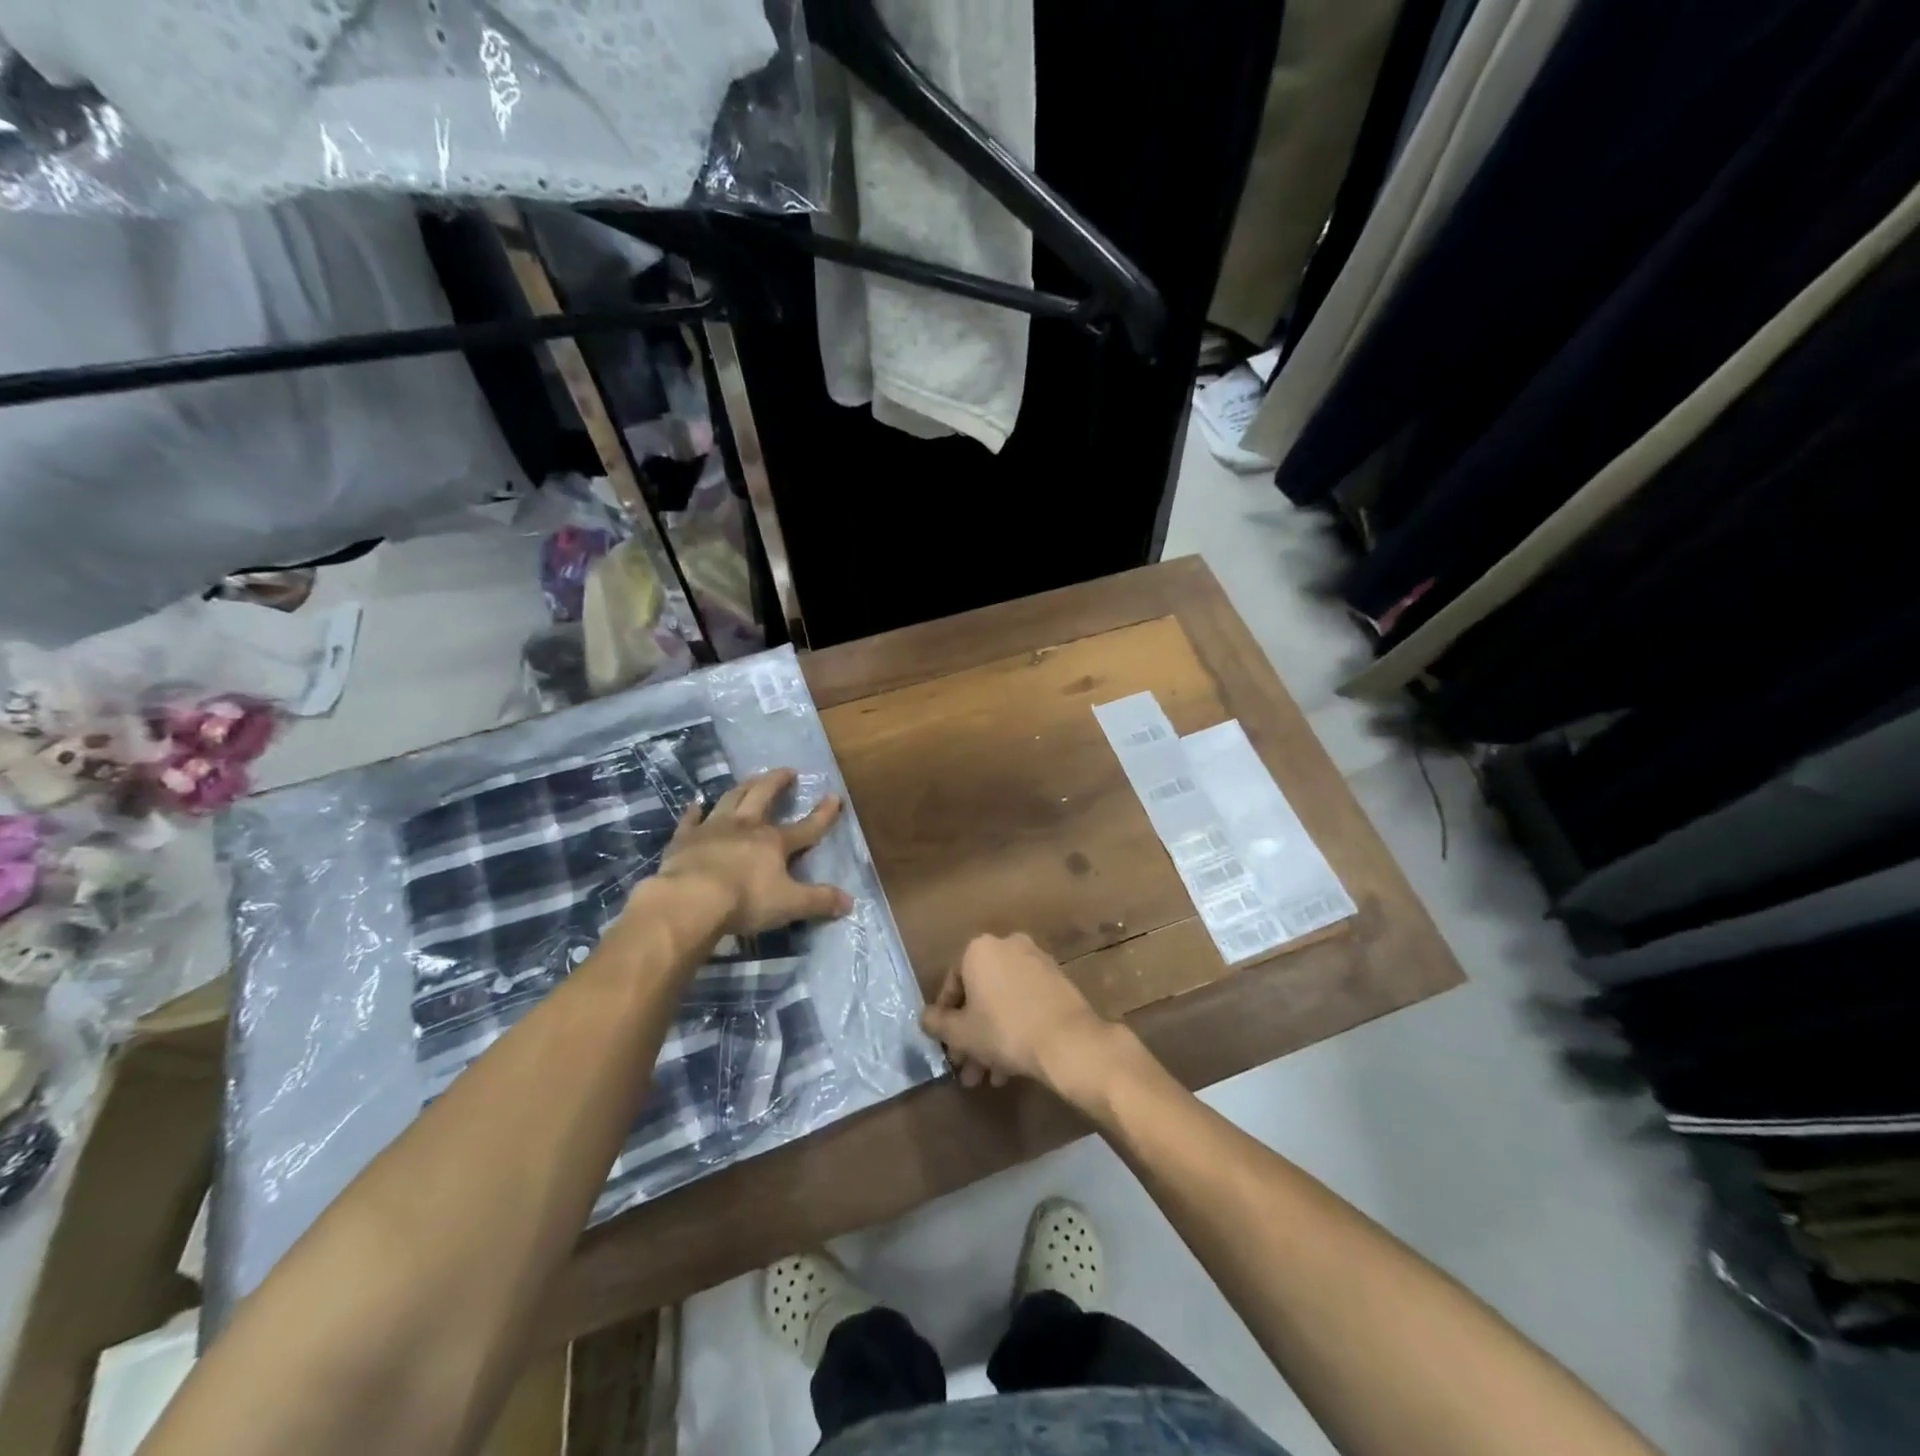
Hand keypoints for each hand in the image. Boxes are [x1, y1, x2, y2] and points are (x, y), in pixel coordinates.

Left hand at [655, 768, 852, 936]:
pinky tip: (696, 804)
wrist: (690, 900)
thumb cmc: (745, 900)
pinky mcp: (685, 839)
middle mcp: (745, 827)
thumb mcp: (790, 904)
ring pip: (731, 799)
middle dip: (777, 782)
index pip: (807, 827)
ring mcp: (713, 829)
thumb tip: (850, 902)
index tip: (834, 796)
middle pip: (763, 796)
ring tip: (751, 779)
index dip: (823, 814)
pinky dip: (695, 811)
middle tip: (787, 771)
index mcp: (774, 842)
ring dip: (743, 787)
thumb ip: (819, 901)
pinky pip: (691, 819)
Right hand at [920, 933, 1117, 1094]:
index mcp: (979, 949)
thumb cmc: (1004, 1030)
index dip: (945, 1018)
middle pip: (979, 994)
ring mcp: (1036, 961)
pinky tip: (1011, 1067)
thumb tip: (926, 1018)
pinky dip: (1015, 1027)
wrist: (1067, 1041)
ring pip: (1003, 1001)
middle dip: (971, 1034)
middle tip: (967, 1067)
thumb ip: (937, 1023)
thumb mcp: (961, 1033)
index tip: (946, 1045)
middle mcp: (1008, 945)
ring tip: (989, 1078)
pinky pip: (1026, 1002)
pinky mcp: (1057, 980)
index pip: (952, 983)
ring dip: (992, 1038)